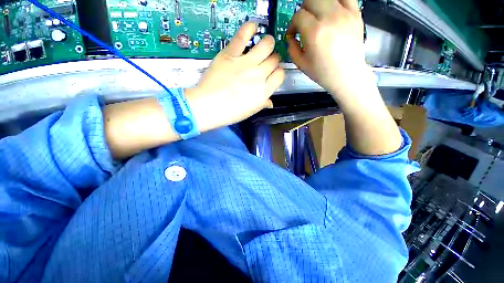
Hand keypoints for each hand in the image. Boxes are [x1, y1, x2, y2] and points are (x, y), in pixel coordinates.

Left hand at [186, 22, 284, 132]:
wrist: (208, 106)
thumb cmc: (230, 113)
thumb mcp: (250, 111)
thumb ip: (262, 103)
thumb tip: (270, 102)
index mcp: (264, 92)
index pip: (280, 75)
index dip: (277, 73)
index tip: (272, 73)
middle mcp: (258, 75)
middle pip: (274, 60)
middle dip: (273, 59)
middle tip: (266, 61)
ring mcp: (245, 63)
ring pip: (266, 45)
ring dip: (268, 43)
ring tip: (265, 44)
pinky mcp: (230, 54)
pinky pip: (243, 36)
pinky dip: (249, 28)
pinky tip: (253, 28)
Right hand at [286, 0, 370, 100]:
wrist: (347, 75)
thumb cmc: (322, 73)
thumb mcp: (301, 64)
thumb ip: (292, 48)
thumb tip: (290, 36)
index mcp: (314, 32)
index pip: (298, 16)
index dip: (292, 24)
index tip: (293, 34)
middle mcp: (329, 18)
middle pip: (310, 0)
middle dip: (303, 11)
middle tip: (303, 23)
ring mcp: (345, 13)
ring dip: (317, 4)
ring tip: (317, 17)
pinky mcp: (356, 13)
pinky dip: (335, 1)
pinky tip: (332, 10)